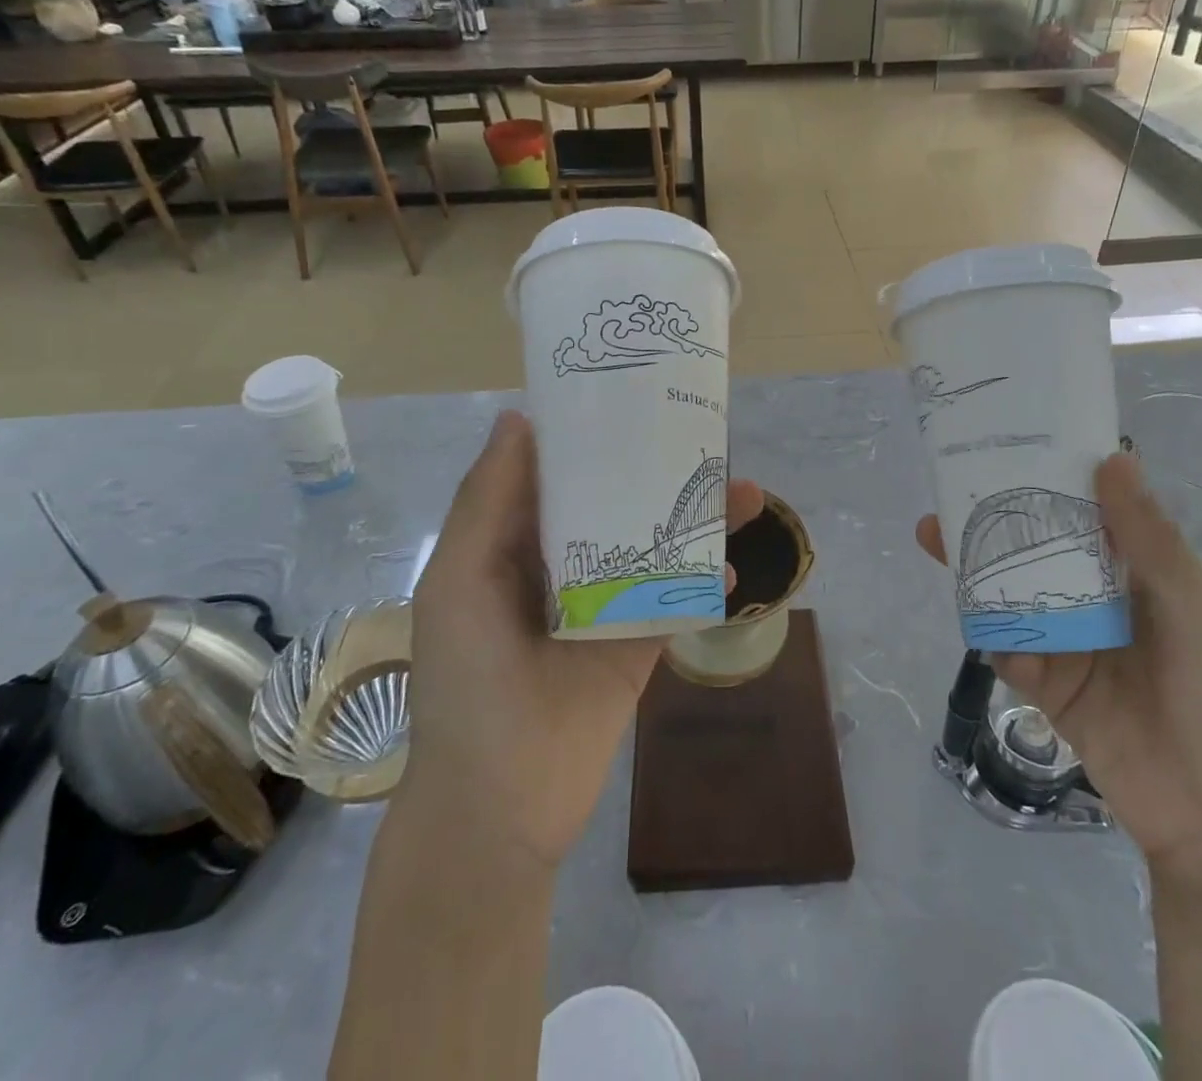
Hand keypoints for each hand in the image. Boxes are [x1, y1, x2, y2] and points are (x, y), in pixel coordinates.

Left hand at [399, 410, 764, 873]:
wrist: (498, 806)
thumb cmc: (467, 682)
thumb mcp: (458, 580)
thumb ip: (486, 501)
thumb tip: (519, 419)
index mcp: (513, 545)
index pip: (557, 474)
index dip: (589, 435)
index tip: (631, 395)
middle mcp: (561, 566)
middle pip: (616, 504)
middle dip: (656, 472)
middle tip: (703, 437)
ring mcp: (604, 606)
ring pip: (655, 547)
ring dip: (696, 521)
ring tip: (743, 493)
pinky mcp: (637, 645)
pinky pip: (676, 602)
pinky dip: (704, 582)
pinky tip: (730, 566)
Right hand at [918, 453, 1201, 879]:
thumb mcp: (1198, 612)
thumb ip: (1151, 540)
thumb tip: (1113, 458)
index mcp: (1143, 577)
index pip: (1089, 517)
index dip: (1050, 484)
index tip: (1008, 452)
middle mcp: (1101, 602)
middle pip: (1039, 552)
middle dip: (996, 525)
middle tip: (949, 498)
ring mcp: (1070, 644)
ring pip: (1014, 595)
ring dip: (979, 571)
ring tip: (937, 541)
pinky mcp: (1046, 685)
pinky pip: (1009, 648)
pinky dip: (997, 636)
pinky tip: (986, 626)